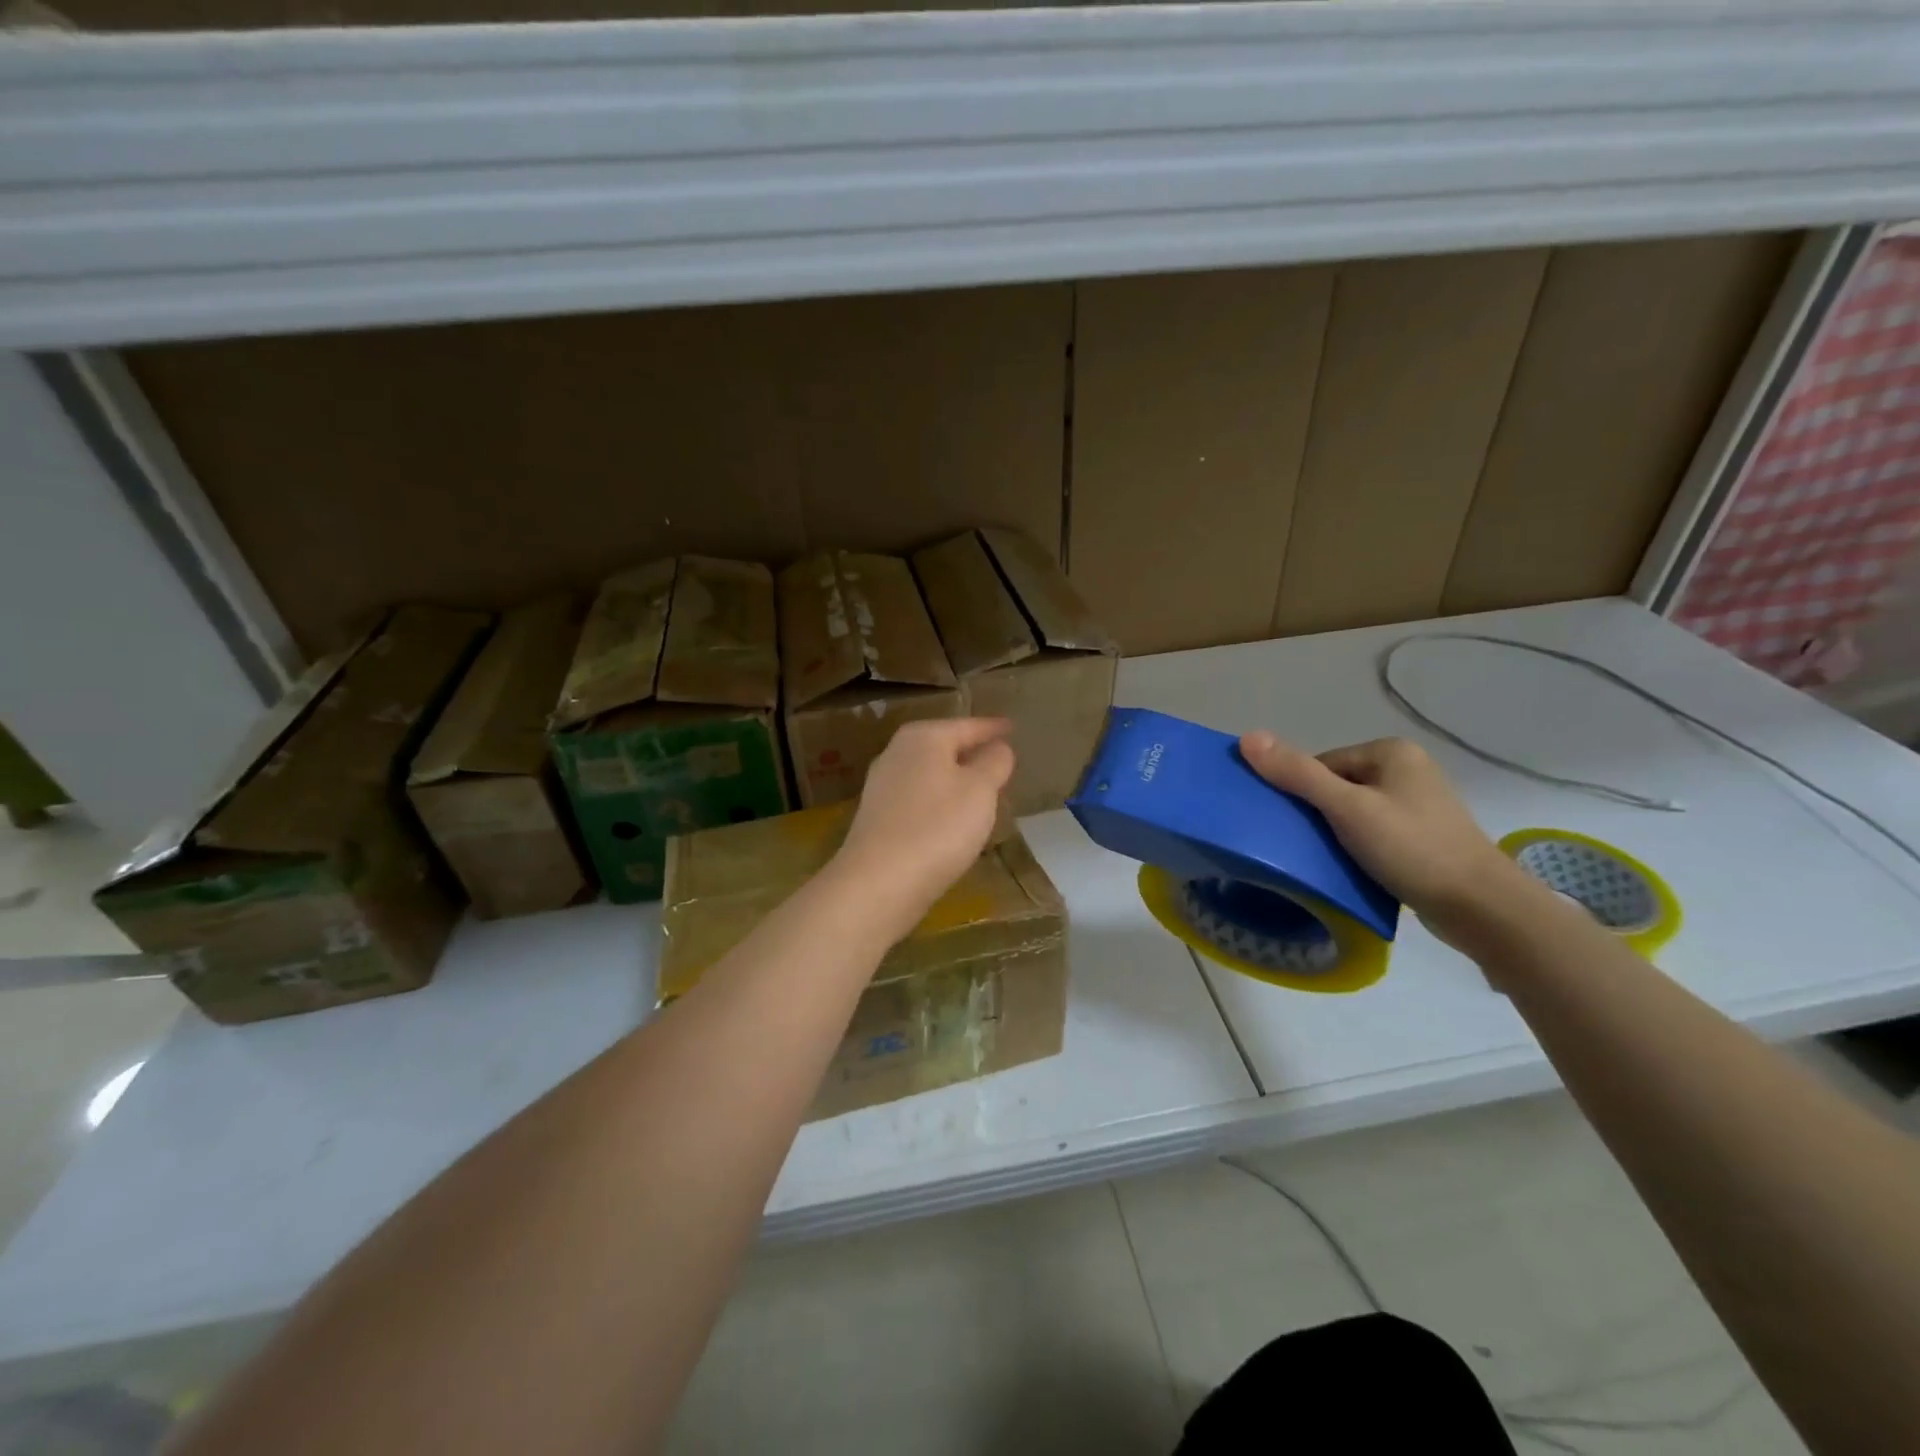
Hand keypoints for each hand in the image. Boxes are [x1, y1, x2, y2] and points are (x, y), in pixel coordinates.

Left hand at [831, 718, 1015, 942]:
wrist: (878, 882)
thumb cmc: (938, 826)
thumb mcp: (980, 790)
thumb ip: (993, 763)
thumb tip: (998, 747)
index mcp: (923, 737)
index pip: (967, 725)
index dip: (993, 728)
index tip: (1012, 727)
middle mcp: (896, 753)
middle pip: (943, 747)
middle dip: (970, 753)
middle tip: (999, 760)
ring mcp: (882, 787)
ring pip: (929, 774)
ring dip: (954, 780)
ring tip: (981, 791)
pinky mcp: (877, 819)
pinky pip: (918, 801)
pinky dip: (938, 803)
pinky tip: (951, 821)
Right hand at [1239, 732, 1536, 948]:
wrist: (1481, 908)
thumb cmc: (1412, 848)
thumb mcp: (1346, 809)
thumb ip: (1297, 774)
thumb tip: (1247, 737)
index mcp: (1391, 752)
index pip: (1320, 764)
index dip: (1300, 794)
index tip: (1293, 828)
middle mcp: (1407, 770)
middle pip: (1336, 787)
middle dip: (1318, 815)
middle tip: (1306, 846)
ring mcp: (1419, 805)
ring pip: (1353, 813)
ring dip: (1336, 835)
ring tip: (1327, 861)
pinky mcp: (1424, 837)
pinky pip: (1374, 833)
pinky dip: (1358, 849)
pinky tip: (1353, 869)